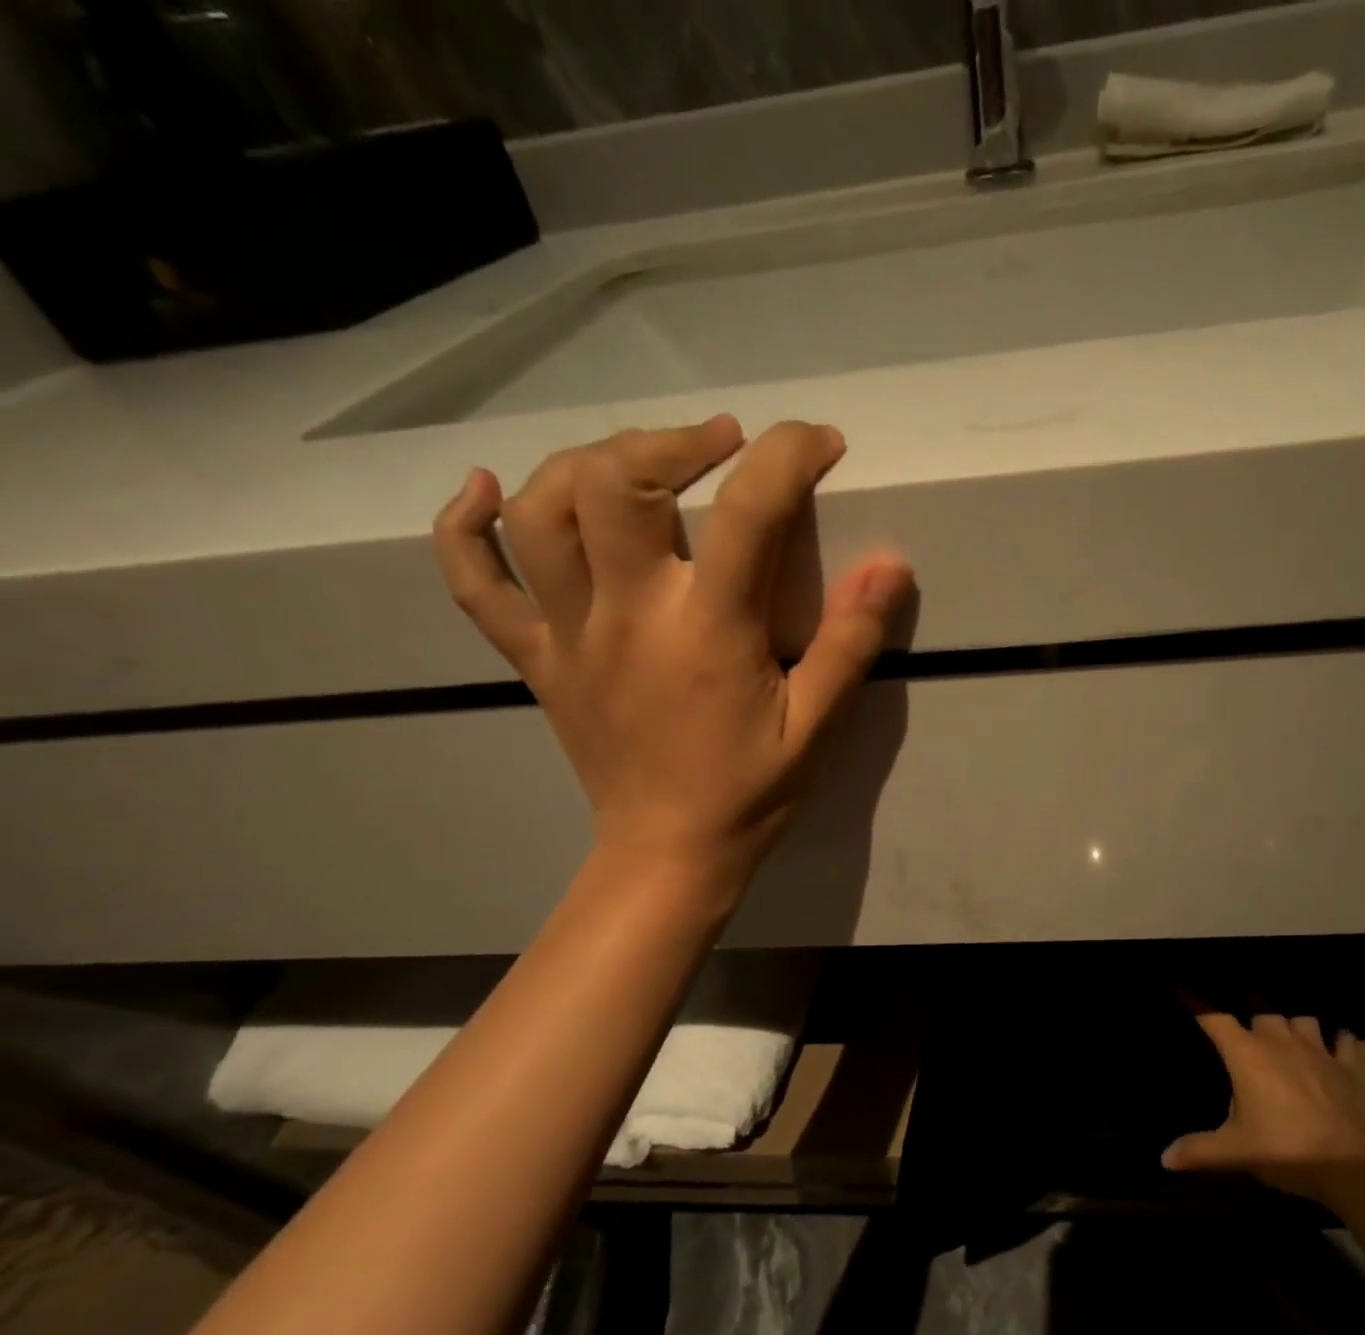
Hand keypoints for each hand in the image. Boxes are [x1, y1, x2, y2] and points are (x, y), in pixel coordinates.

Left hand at [432, 415, 912, 886]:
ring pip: (541, 512)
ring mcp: (567, 635)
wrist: (667, 855)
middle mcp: (627, 615)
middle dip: (673, 440)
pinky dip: (464, 526)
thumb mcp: (817, 726)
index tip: (818, 444)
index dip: (788, 457)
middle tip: (721, 444)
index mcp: (707, 630)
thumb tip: (890, 564)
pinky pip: (473, 583)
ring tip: (638, 462)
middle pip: (615, 482)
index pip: (746, 511)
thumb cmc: (750, 792)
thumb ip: (850, 643)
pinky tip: (482, 489)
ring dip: (587, 463)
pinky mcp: (534, 659)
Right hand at [1163, 1003, 1364, 1200]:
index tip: (1181, 986)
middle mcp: (1278, 1040)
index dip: (1195, 1000)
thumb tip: (1165, 1158)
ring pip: (1301, 1018)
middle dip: (1250, 1006)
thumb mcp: (1235, 1151)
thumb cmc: (1285, 1148)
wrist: (1351, 1164)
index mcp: (1245, 1053)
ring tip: (1286, 1028)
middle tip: (1243, 1017)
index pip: (1213, 1017)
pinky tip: (1336, 1041)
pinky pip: (1343, 1041)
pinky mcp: (1346, 1066)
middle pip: (1261, 1007)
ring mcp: (1315, 1049)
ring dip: (1292, 1021)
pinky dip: (1338, 1039)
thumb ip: (1199, 1150)